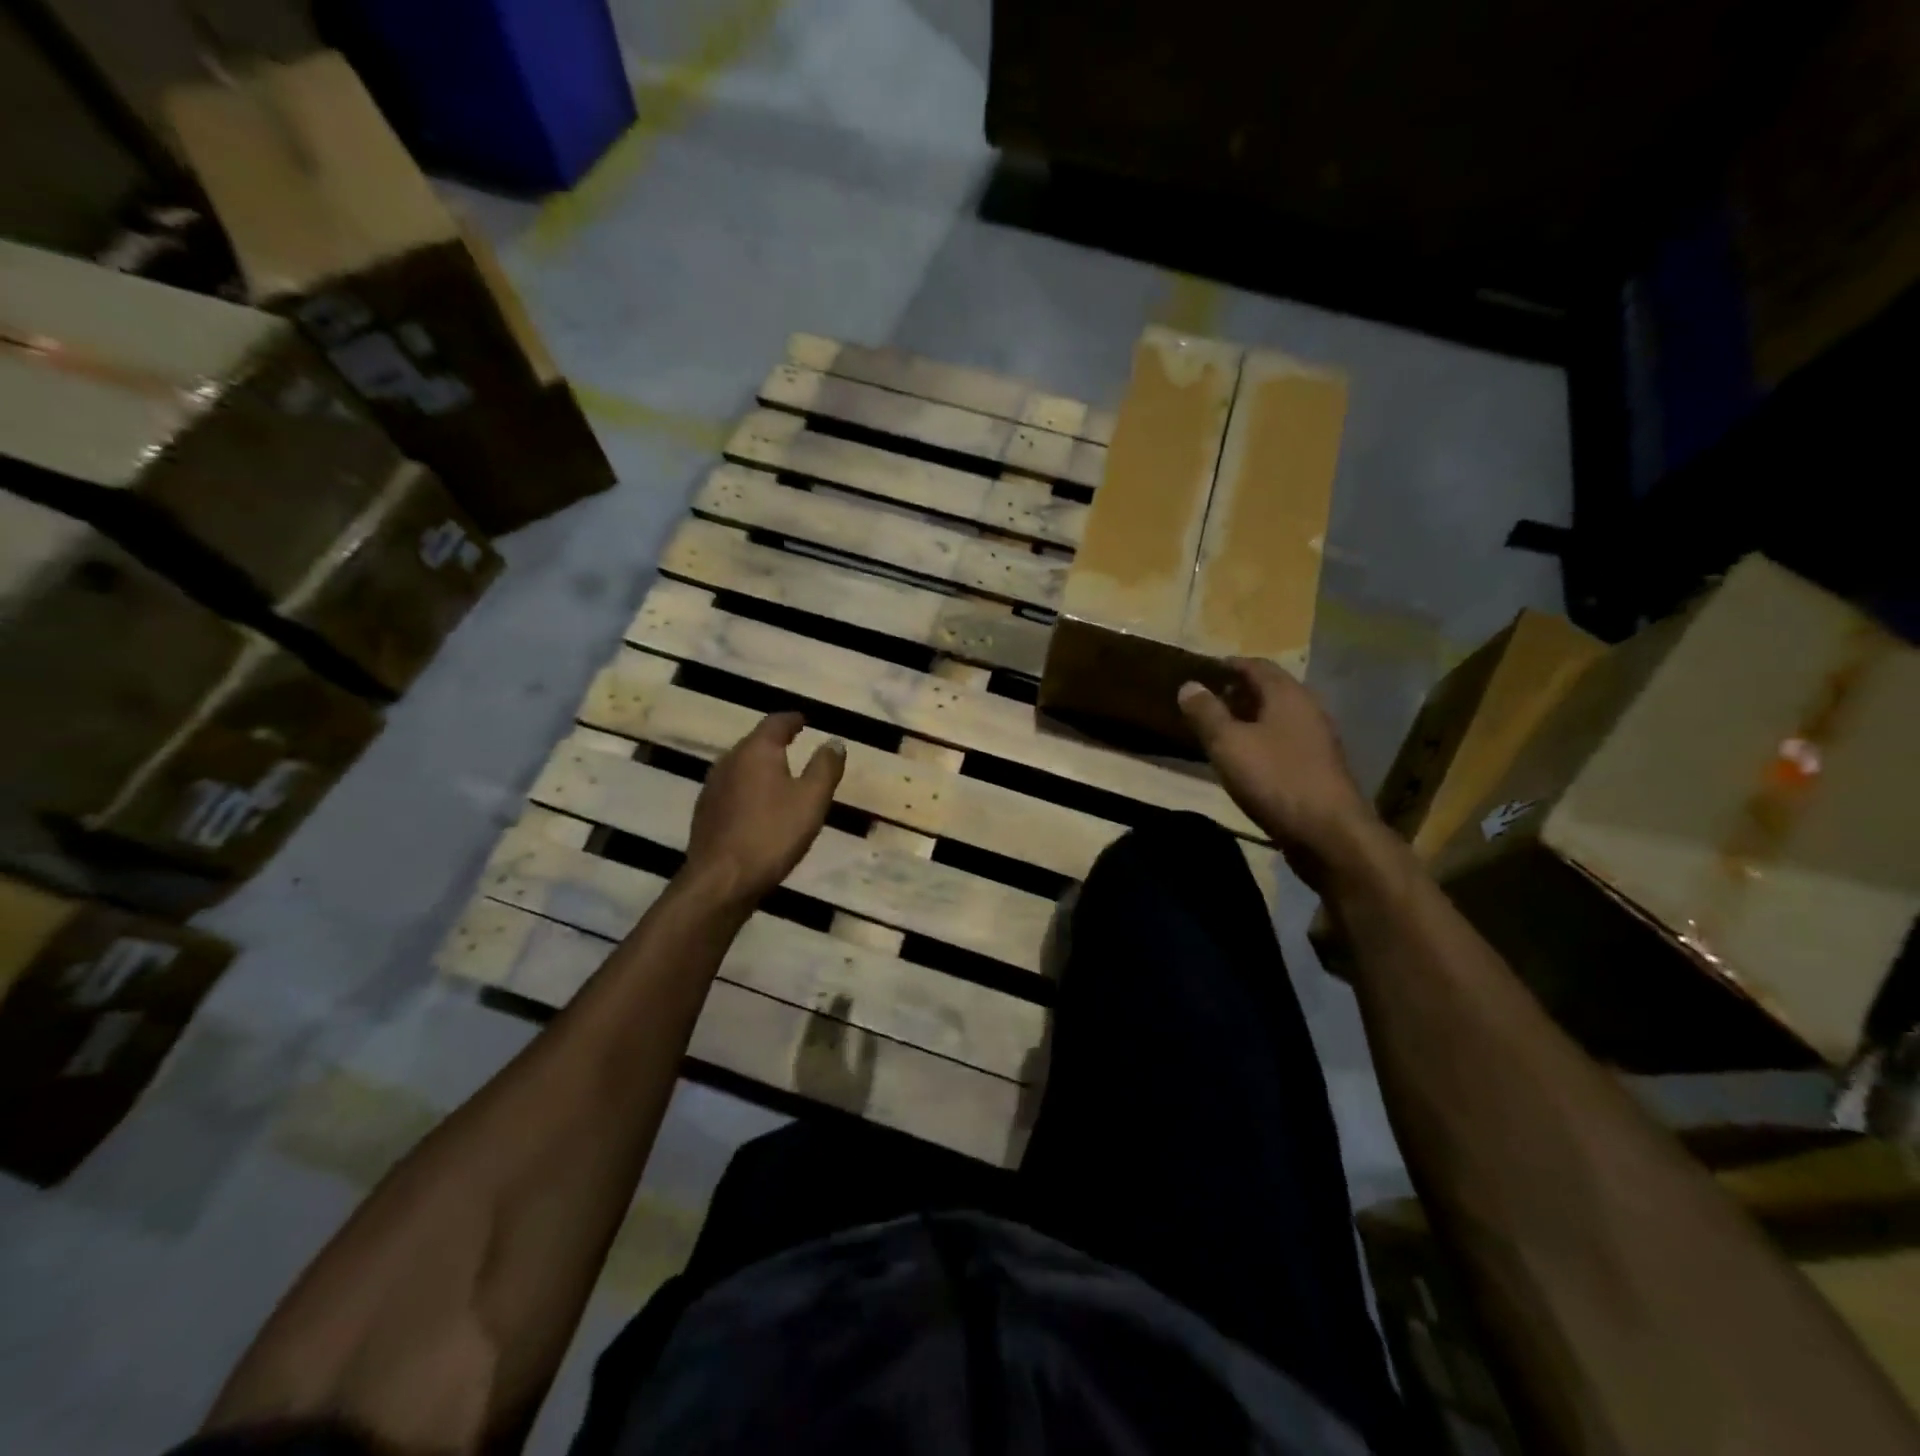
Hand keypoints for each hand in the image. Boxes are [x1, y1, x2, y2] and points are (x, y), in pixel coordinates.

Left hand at [685, 712, 844, 904]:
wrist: (721, 880)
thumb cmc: (772, 834)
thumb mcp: (811, 799)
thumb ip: (825, 767)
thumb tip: (834, 741)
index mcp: (755, 751)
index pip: (775, 722)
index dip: (793, 720)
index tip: (804, 721)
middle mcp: (729, 761)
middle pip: (755, 742)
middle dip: (776, 742)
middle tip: (796, 746)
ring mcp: (712, 787)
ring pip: (741, 766)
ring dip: (761, 767)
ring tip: (780, 777)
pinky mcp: (705, 812)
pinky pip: (732, 789)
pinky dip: (749, 789)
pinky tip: (758, 807)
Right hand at [1177, 659, 1378, 883]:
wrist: (1329, 834)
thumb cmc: (1275, 780)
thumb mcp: (1229, 744)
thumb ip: (1206, 713)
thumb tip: (1189, 685)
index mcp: (1288, 695)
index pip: (1257, 665)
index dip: (1228, 665)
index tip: (1202, 671)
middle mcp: (1308, 710)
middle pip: (1271, 689)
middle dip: (1238, 691)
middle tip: (1206, 700)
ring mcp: (1317, 740)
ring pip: (1279, 716)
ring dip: (1250, 717)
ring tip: (1220, 729)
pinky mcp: (1319, 767)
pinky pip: (1285, 740)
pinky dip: (1262, 739)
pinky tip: (1245, 758)